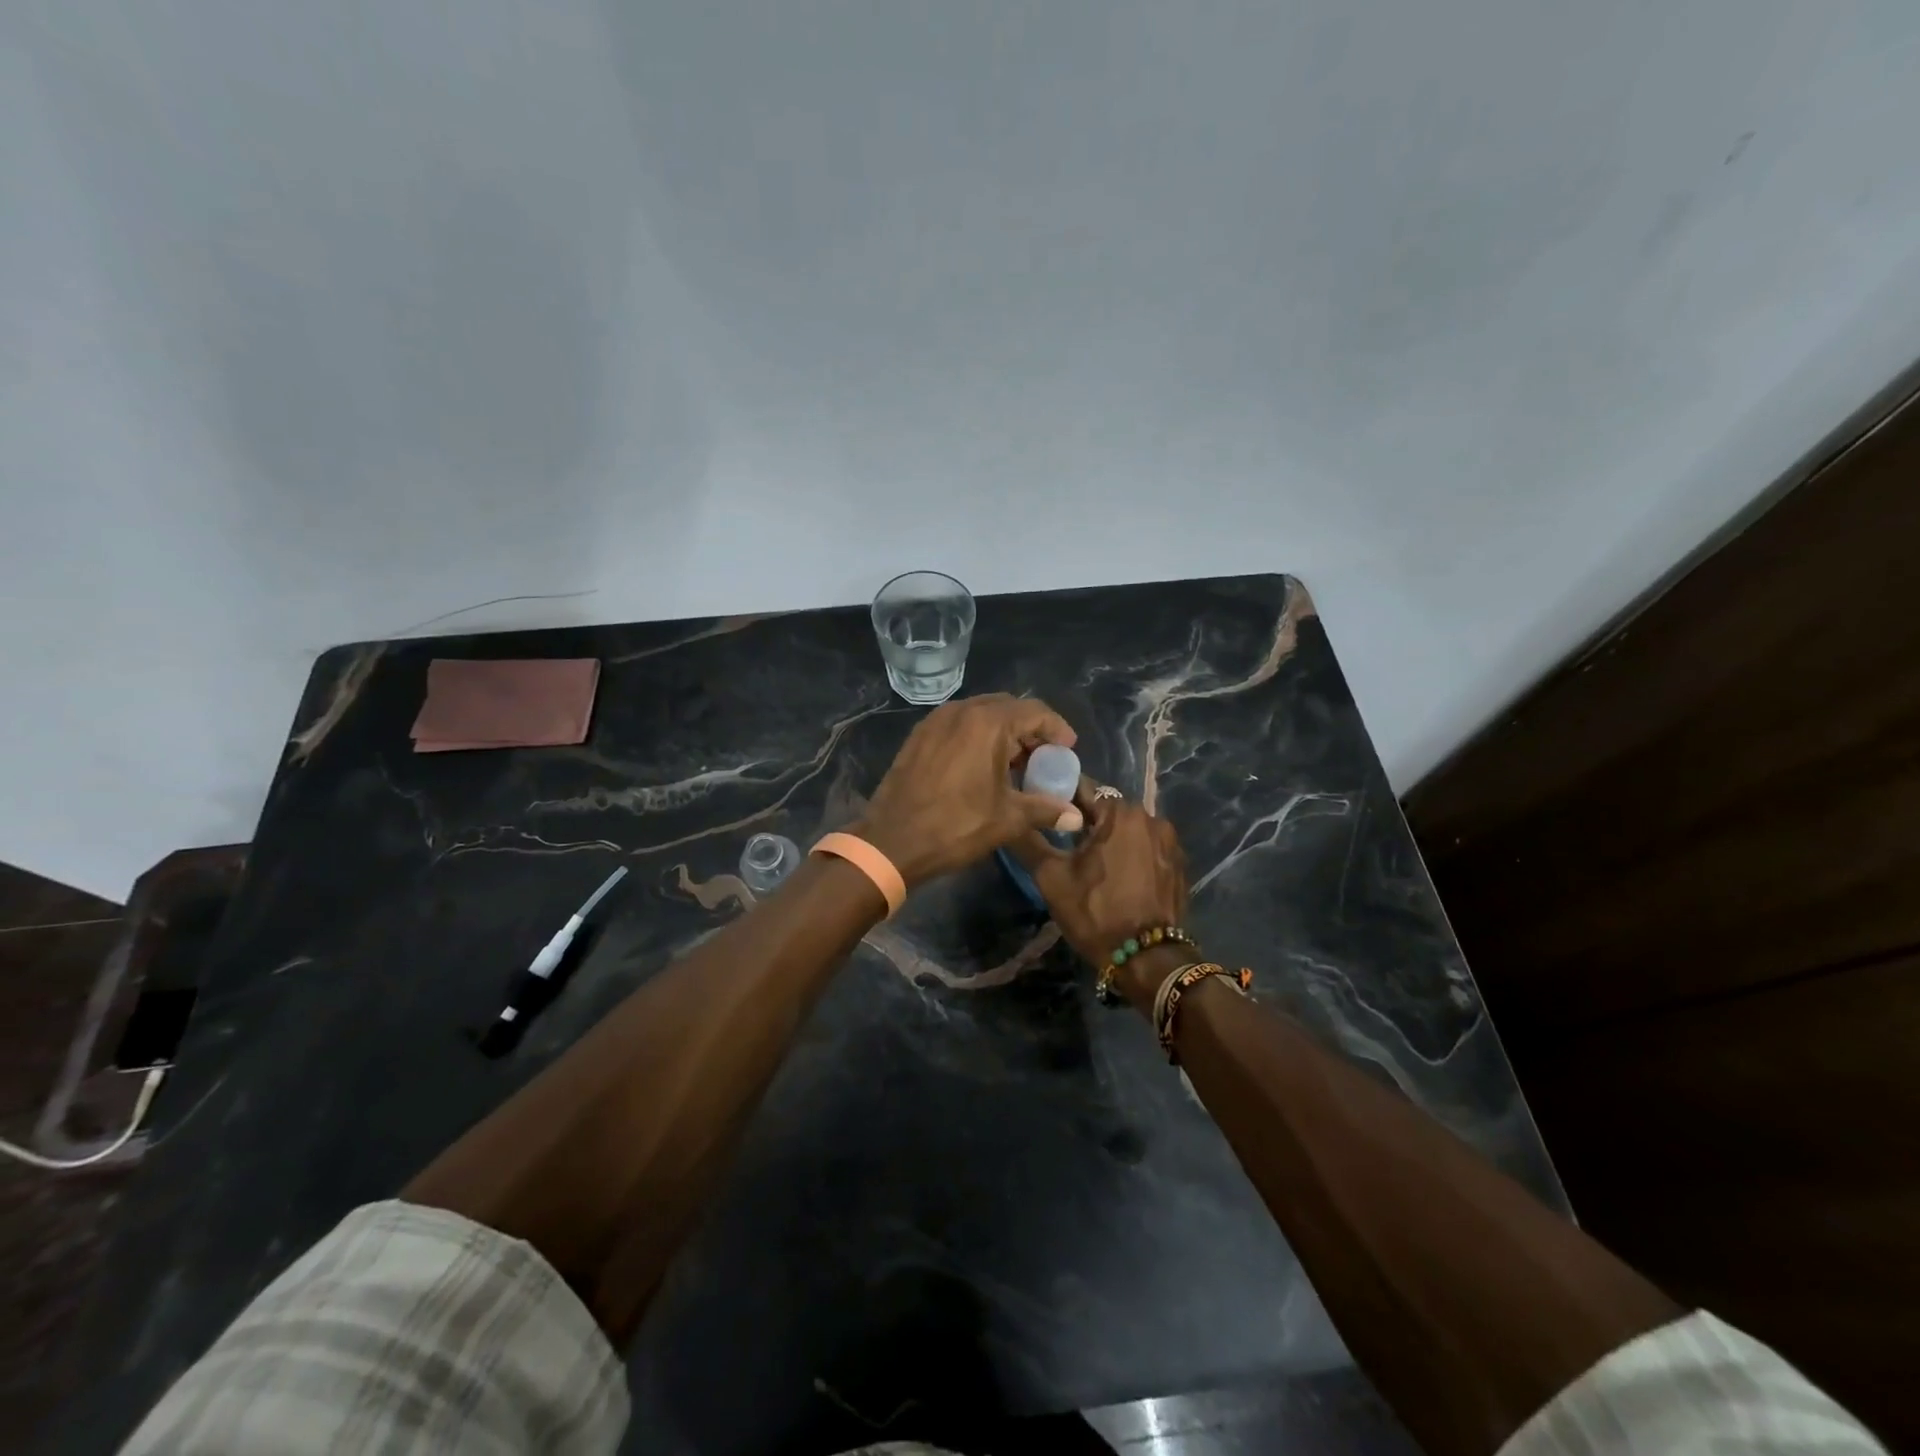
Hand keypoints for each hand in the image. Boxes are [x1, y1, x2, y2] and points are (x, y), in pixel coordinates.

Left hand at [855, 694, 1078, 888]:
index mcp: (987, 722)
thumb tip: (1075, 816)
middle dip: (1030, 730)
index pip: (1034, 710)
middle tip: (1043, 758)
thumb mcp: (1008, 819)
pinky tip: (983, 766)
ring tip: (1016, 765)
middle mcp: (961, 711)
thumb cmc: (956, 826)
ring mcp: (936, 721)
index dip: (1057, 728)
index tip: (1068, 750)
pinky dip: (978, 737)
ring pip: (981, 715)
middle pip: (1008, 708)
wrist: (892, 842)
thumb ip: (1045, 810)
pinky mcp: (919, 736)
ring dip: (1004, 733)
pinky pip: (958, 726)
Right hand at [1012, 780, 1189, 1006]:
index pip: (1081, 788)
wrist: (1148, 959)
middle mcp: (1150, 817)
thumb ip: (1029, 841)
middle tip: (1063, 841)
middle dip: (1085, 820)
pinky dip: (1130, 854)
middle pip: (1107, 808)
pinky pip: (1147, 847)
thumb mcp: (1051, 878)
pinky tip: (1117, 875)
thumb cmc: (1095, 912)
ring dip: (1110, 837)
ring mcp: (1170, 842)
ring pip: (1128, 829)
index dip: (1058, 797)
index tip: (1042, 811)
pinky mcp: (1179, 865)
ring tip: (1090, 860)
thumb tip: (1009, 817)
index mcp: (1119, 813)